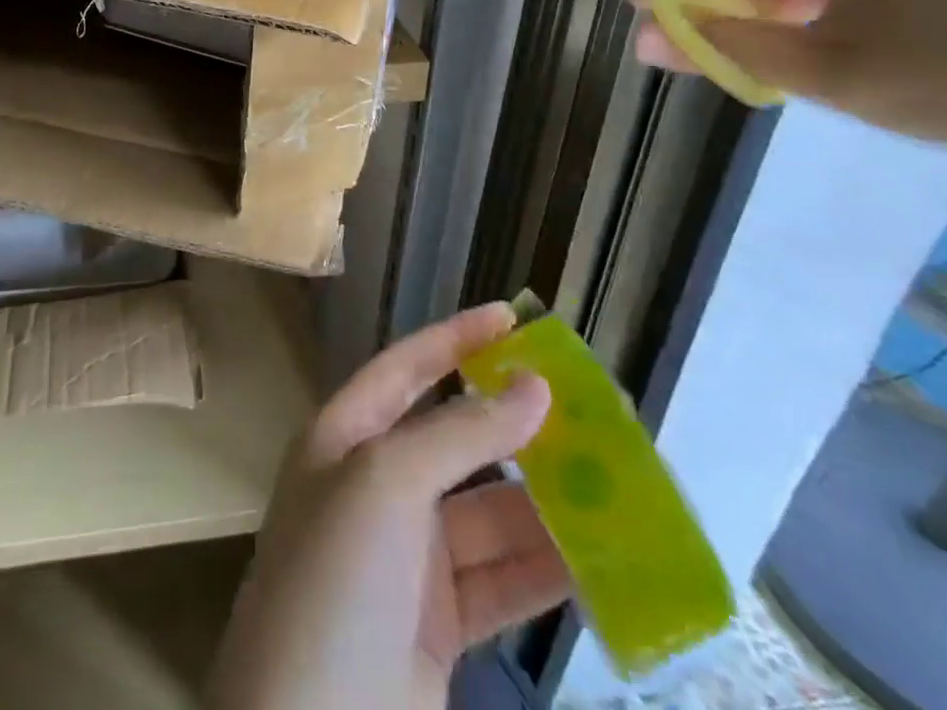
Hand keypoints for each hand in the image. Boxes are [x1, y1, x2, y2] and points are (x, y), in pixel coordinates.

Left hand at [207, 303, 570, 709]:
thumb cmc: (336, 580)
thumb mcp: (387, 484)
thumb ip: (461, 434)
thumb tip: (534, 388)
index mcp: (343, 439)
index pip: (404, 369)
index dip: (455, 339)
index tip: (512, 319)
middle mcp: (372, 489)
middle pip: (452, 442)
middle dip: (512, 428)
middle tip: (584, 414)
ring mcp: (403, 560)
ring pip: (485, 515)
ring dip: (542, 505)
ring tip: (611, 487)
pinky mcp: (435, 627)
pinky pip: (498, 582)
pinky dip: (542, 571)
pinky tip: (597, 562)